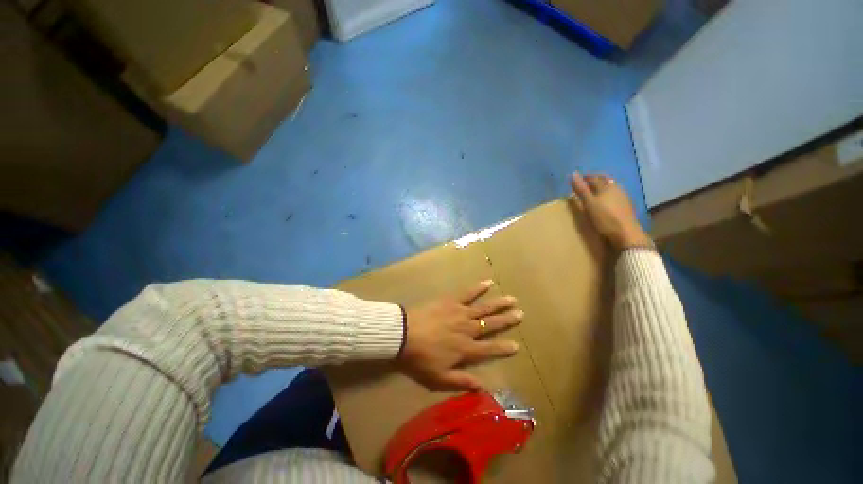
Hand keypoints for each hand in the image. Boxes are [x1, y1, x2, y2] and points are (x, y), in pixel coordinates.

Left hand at [399, 280, 522, 391]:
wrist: (404, 335)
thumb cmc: (420, 358)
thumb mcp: (439, 378)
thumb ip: (462, 381)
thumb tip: (483, 387)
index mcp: (466, 349)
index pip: (490, 349)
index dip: (503, 348)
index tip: (516, 345)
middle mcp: (468, 329)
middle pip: (491, 324)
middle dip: (507, 320)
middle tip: (520, 314)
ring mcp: (460, 313)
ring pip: (484, 308)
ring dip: (498, 303)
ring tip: (512, 299)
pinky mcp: (451, 301)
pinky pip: (467, 293)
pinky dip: (478, 288)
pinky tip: (487, 282)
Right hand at [570, 172, 652, 250]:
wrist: (626, 233)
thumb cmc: (604, 217)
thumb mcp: (589, 203)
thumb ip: (581, 189)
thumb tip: (573, 173)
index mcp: (607, 186)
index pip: (595, 177)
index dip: (586, 177)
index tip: (577, 179)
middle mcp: (617, 189)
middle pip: (604, 182)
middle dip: (594, 182)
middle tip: (584, 186)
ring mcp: (623, 198)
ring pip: (610, 189)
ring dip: (601, 189)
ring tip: (592, 195)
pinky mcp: (626, 207)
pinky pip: (614, 197)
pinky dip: (607, 197)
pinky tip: (604, 203)